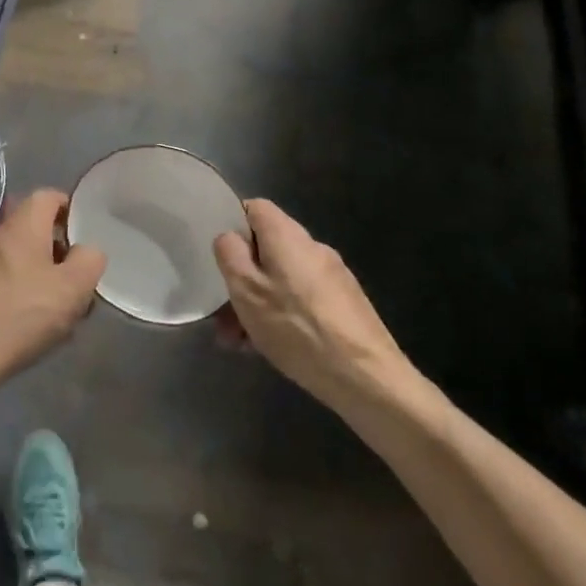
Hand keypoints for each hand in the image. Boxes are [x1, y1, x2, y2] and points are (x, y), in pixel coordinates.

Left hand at [0, 189, 105, 409]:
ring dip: (34, 276)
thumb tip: (87, 250)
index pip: (46, 196)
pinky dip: (12, 294)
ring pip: (13, 259)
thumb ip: (89, 261)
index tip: (83, 232)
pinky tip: (20, 326)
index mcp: (21, 226)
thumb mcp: (72, 290)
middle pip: (30, 230)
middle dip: (54, 251)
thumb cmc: (19, 316)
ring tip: (51, 311)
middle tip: (73, 281)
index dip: (68, 207)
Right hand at [212, 200, 411, 413]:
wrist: (366, 377)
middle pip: (267, 249)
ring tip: (241, 342)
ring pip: (282, 279)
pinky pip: (301, 299)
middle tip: (224, 316)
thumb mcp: (246, 290)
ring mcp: (332, 276)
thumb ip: (230, 255)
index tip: (219, 256)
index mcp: (287, 235)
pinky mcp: (345, 304)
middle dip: (242, 279)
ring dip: (258, 303)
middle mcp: (312, 247)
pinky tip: (270, 349)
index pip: (255, 208)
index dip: (232, 225)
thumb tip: (229, 237)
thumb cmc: (296, 327)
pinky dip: (282, 315)